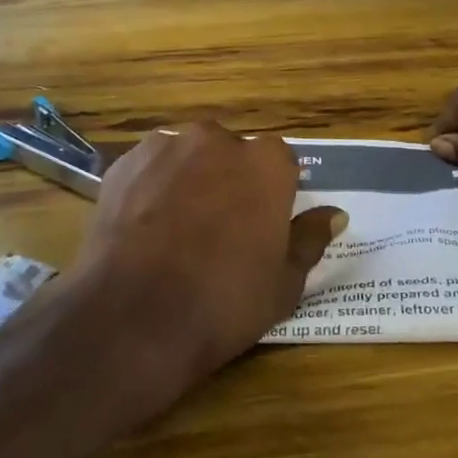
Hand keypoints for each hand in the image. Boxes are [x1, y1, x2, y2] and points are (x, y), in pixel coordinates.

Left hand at [64, 123, 345, 422]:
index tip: (262, 226)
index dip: (272, 195)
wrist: (135, 317)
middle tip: (219, 229)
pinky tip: (144, 226)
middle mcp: (217, 139)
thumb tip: (334, 214)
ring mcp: (165, 147)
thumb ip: (309, 239)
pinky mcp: (124, 163)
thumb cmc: (224, 301)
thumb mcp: (284, 283)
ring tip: (176, 229)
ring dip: (189, 179)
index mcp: (266, 162)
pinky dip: (151, 188)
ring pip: (187, 157)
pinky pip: (149, 168)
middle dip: (229, 181)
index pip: (280, 164)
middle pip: (231, 153)